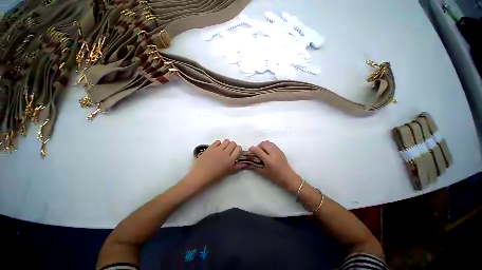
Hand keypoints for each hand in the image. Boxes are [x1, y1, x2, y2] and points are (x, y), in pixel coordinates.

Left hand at [187, 139, 245, 187]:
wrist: (200, 175)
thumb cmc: (215, 176)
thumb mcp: (228, 173)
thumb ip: (237, 167)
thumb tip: (244, 164)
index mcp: (230, 160)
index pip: (238, 148)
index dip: (238, 149)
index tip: (236, 151)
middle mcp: (225, 153)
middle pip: (233, 143)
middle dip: (233, 146)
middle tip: (229, 150)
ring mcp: (218, 149)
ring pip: (226, 141)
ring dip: (226, 144)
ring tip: (223, 148)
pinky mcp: (211, 147)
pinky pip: (218, 141)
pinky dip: (219, 143)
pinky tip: (217, 148)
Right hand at [249, 141, 300, 192]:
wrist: (288, 176)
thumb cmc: (275, 176)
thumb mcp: (263, 172)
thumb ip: (255, 167)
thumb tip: (247, 163)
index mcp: (268, 160)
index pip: (258, 150)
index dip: (252, 149)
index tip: (250, 150)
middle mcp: (273, 153)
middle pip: (263, 144)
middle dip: (258, 146)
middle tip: (257, 152)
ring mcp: (277, 151)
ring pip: (268, 142)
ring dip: (263, 145)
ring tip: (262, 151)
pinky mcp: (280, 150)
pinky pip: (272, 144)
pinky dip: (268, 146)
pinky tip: (268, 152)